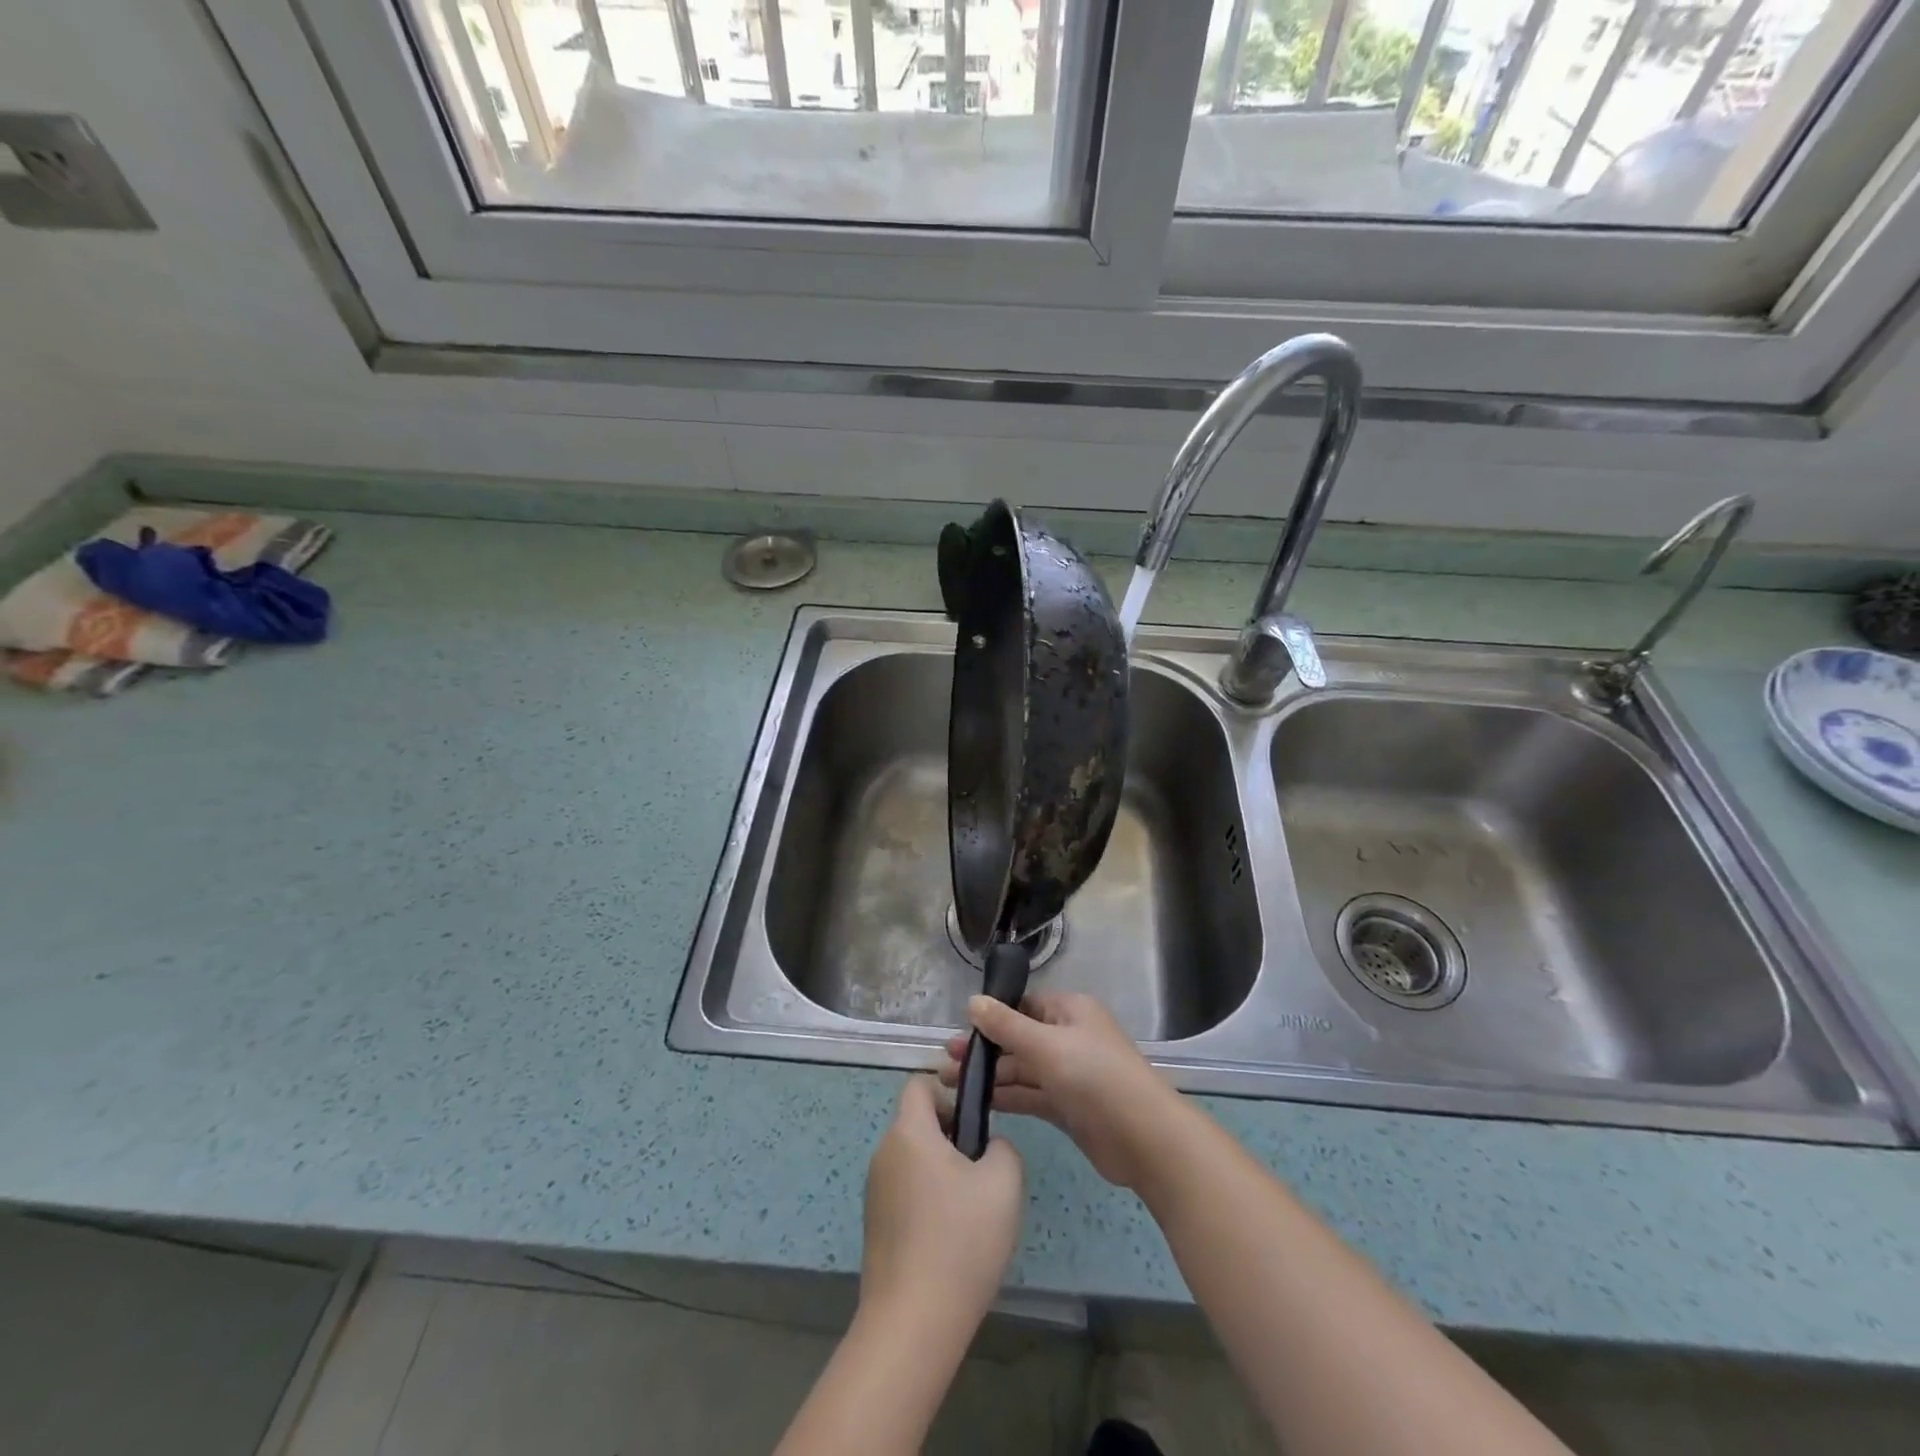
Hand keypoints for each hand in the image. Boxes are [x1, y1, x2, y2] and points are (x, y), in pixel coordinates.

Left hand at [859, 1075, 1024, 1340]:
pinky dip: (928, 1203)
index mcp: (909, 1132)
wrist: (912, 1323)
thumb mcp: (1003, 1183)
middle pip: (919, 1124)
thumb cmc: (960, 1240)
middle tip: (983, 1174)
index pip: (920, 1085)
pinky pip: (906, 1193)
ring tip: (971, 1213)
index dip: (949, 1091)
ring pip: (914, 1161)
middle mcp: (884, 1153)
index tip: (976, 1122)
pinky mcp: (874, 1226)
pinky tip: (951, 1241)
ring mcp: (875, 1191)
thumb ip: (1002, 1148)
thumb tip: (988, 1147)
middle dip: (952, 1138)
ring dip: (942, 1173)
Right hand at [939, 993, 1184, 1192]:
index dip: (992, 1016)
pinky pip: (1030, 1096)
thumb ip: (1006, 1025)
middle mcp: (1068, 1038)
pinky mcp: (1067, 1108)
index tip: (959, 1029)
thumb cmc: (1094, 1077)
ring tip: (947, 1083)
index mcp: (1070, 1011)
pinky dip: (1006, 1098)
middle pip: (1019, 1039)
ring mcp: (1069, 1074)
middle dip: (983, 1049)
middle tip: (943, 1061)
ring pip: (1022, 1070)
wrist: (1144, 1138)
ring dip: (989, 1076)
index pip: (1024, 1006)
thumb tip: (972, 1001)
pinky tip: (977, 1104)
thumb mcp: (1046, 1045)